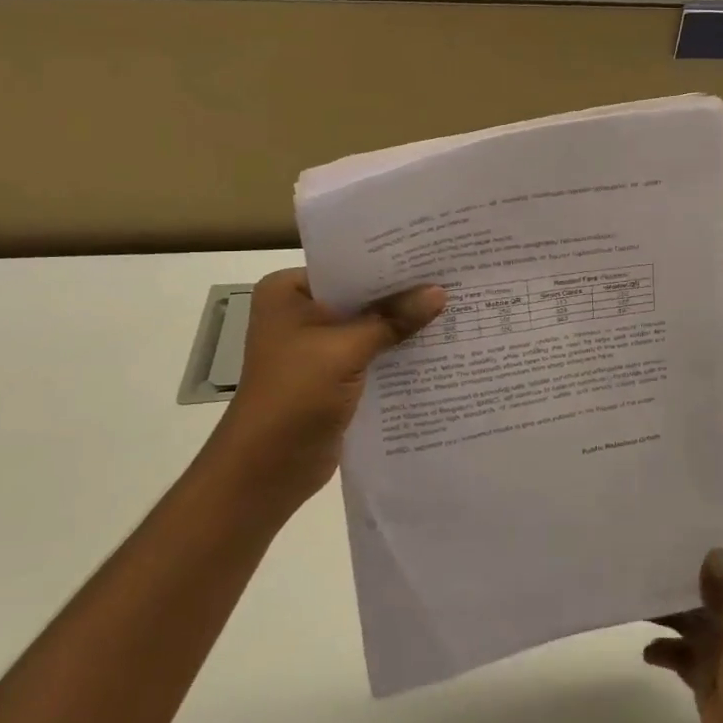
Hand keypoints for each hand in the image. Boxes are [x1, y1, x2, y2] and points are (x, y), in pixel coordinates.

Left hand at [209, 269, 444, 512]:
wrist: (266, 470)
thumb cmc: (294, 396)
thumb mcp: (346, 350)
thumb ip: (393, 319)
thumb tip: (440, 292)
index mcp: (289, 292)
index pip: (348, 265)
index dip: (390, 262)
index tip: (434, 253)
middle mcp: (300, 312)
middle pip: (362, 295)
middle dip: (402, 293)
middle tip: (453, 276)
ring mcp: (317, 346)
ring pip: (370, 325)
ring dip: (403, 324)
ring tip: (455, 305)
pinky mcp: (333, 375)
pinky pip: (372, 353)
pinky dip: (397, 351)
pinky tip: (437, 344)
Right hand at [643, 549, 722, 722]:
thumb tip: (712, 551)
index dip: (696, 562)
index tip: (663, 547)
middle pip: (701, 598)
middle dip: (674, 589)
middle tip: (638, 573)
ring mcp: (721, 653)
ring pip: (688, 625)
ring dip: (666, 617)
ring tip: (635, 606)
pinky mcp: (706, 680)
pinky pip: (680, 655)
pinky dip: (664, 650)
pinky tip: (647, 652)